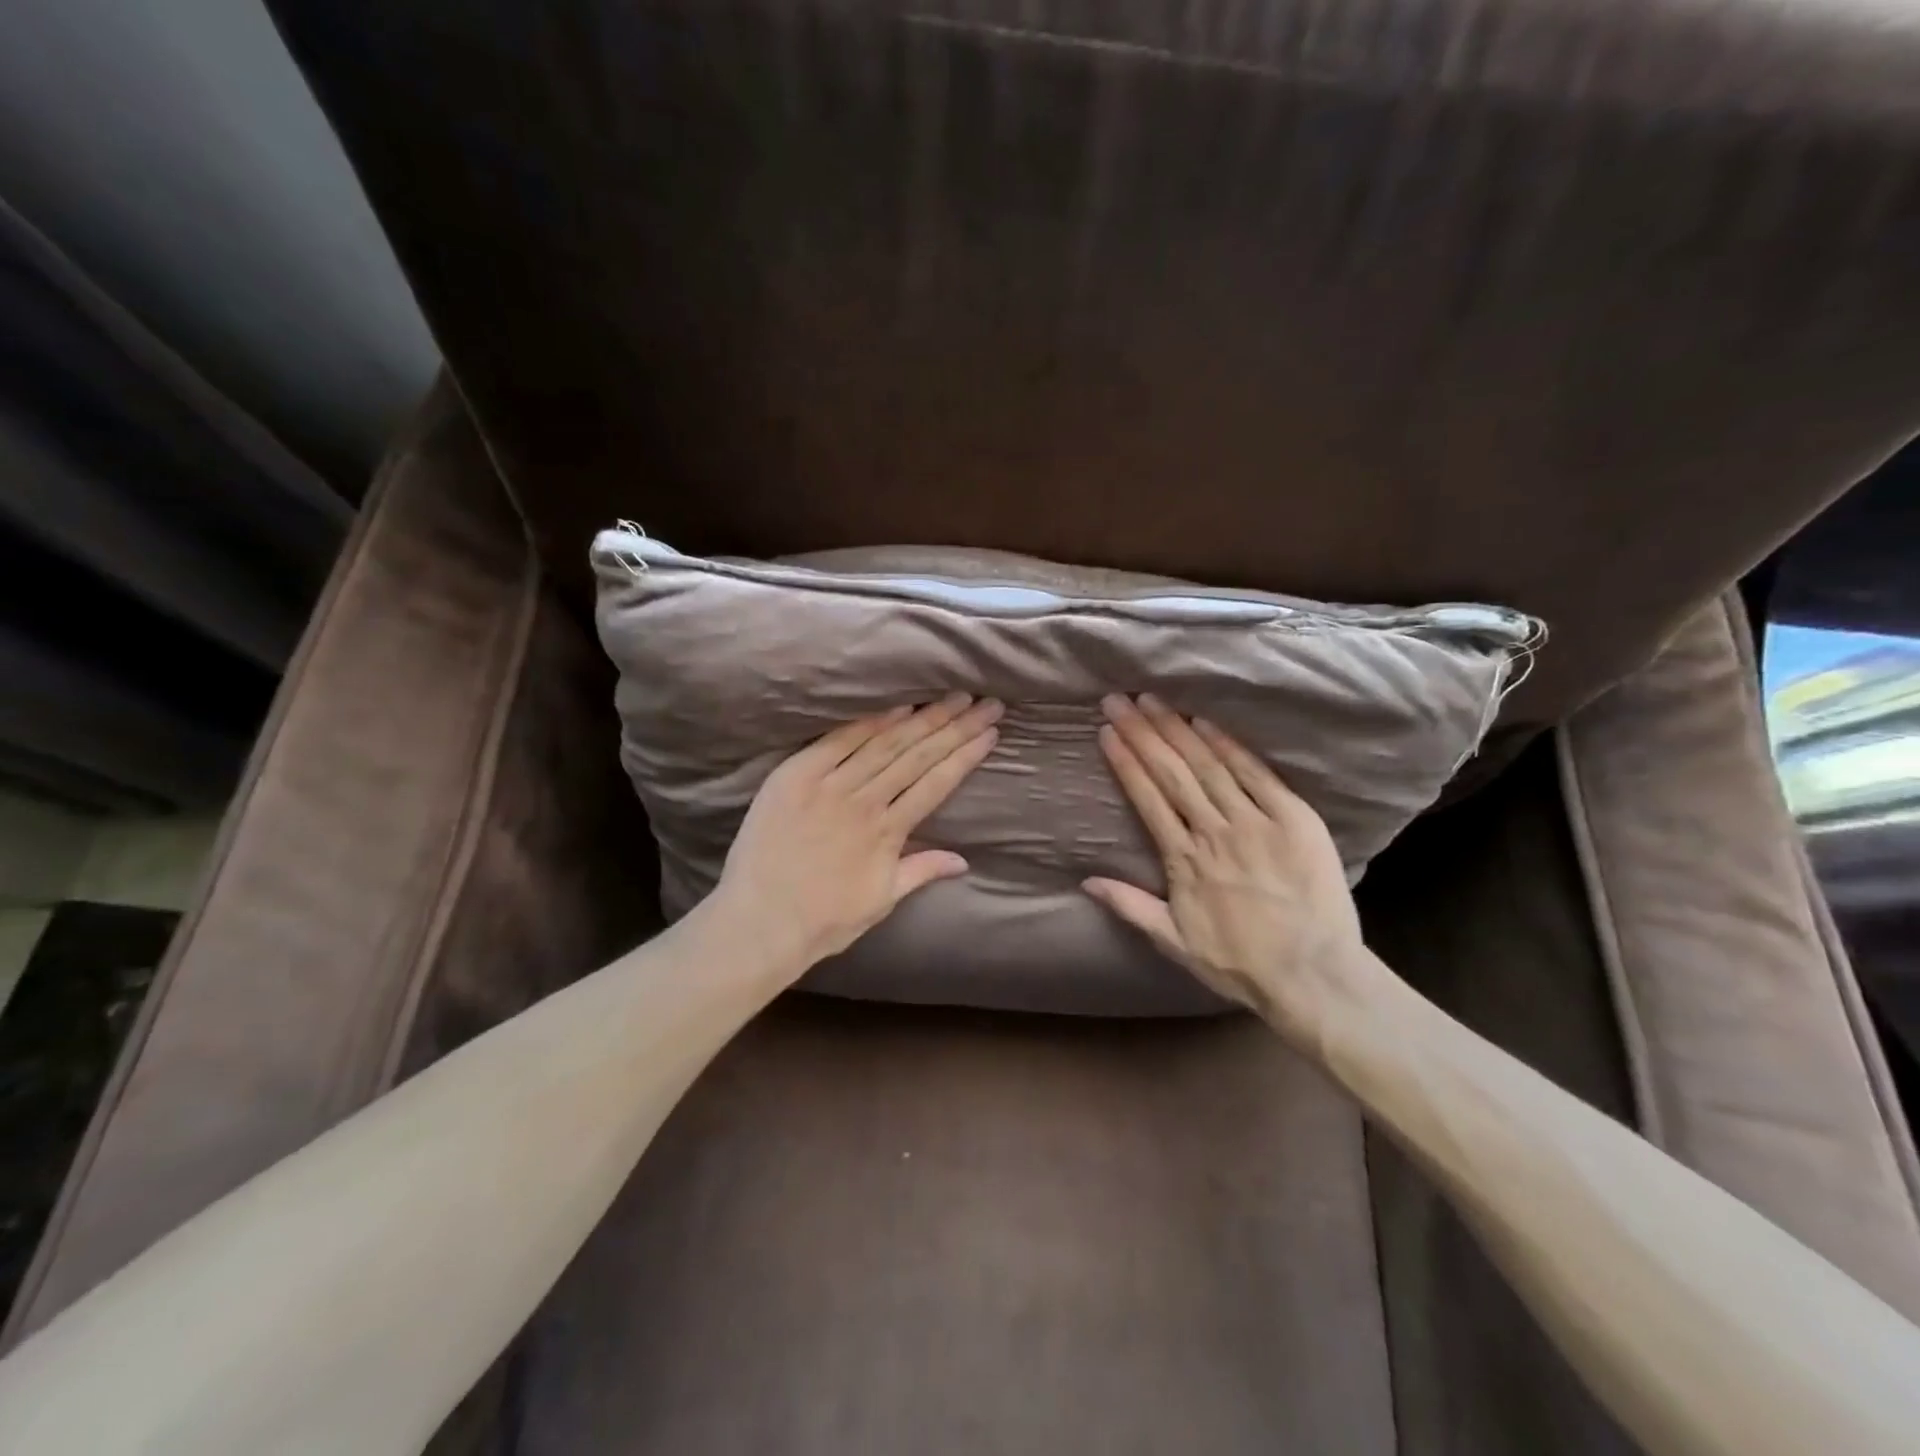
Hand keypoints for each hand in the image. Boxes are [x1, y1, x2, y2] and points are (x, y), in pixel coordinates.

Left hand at [713, 695, 1002, 972]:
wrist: (759, 923)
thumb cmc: (823, 920)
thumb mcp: (881, 901)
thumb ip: (921, 871)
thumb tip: (964, 860)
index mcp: (888, 833)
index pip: (937, 784)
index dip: (965, 756)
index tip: (991, 733)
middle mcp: (864, 802)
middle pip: (918, 756)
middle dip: (955, 727)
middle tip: (986, 702)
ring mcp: (829, 786)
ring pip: (885, 743)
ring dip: (922, 718)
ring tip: (952, 698)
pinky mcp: (795, 776)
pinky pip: (838, 741)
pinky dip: (870, 722)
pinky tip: (898, 706)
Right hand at [1082, 694, 1374, 1039]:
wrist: (1314, 976)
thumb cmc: (1240, 963)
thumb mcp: (1174, 942)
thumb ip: (1130, 907)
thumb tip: (1085, 880)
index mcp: (1183, 860)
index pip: (1147, 798)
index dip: (1125, 761)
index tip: (1107, 731)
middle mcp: (1214, 832)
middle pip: (1171, 772)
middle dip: (1142, 733)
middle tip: (1119, 700)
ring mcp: (1255, 822)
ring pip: (1208, 766)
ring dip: (1177, 730)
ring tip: (1153, 700)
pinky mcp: (1294, 819)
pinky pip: (1256, 775)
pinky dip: (1229, 746)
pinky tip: (1205, 723)